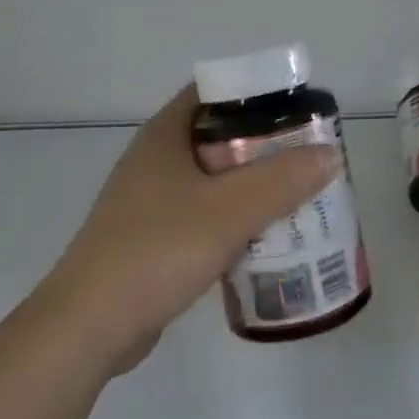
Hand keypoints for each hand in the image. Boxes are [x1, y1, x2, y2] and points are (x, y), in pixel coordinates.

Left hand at [37, 85, 342, 377]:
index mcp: (166, 134)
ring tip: (299, 195)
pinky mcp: (153, 238)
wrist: (88, 327)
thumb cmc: (156, 250)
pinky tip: (265, 237)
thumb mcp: (228, 211)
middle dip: (266, 145)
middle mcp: (157, 159)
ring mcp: (151, 200)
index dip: (257, 93)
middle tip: (309, 156)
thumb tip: (330, 153)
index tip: (298, 109)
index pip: (216, 91)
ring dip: (253, 185)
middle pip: (220, 136)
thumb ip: (281, 180)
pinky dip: (235, 218)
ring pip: (214, 179)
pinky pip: (204, 214)